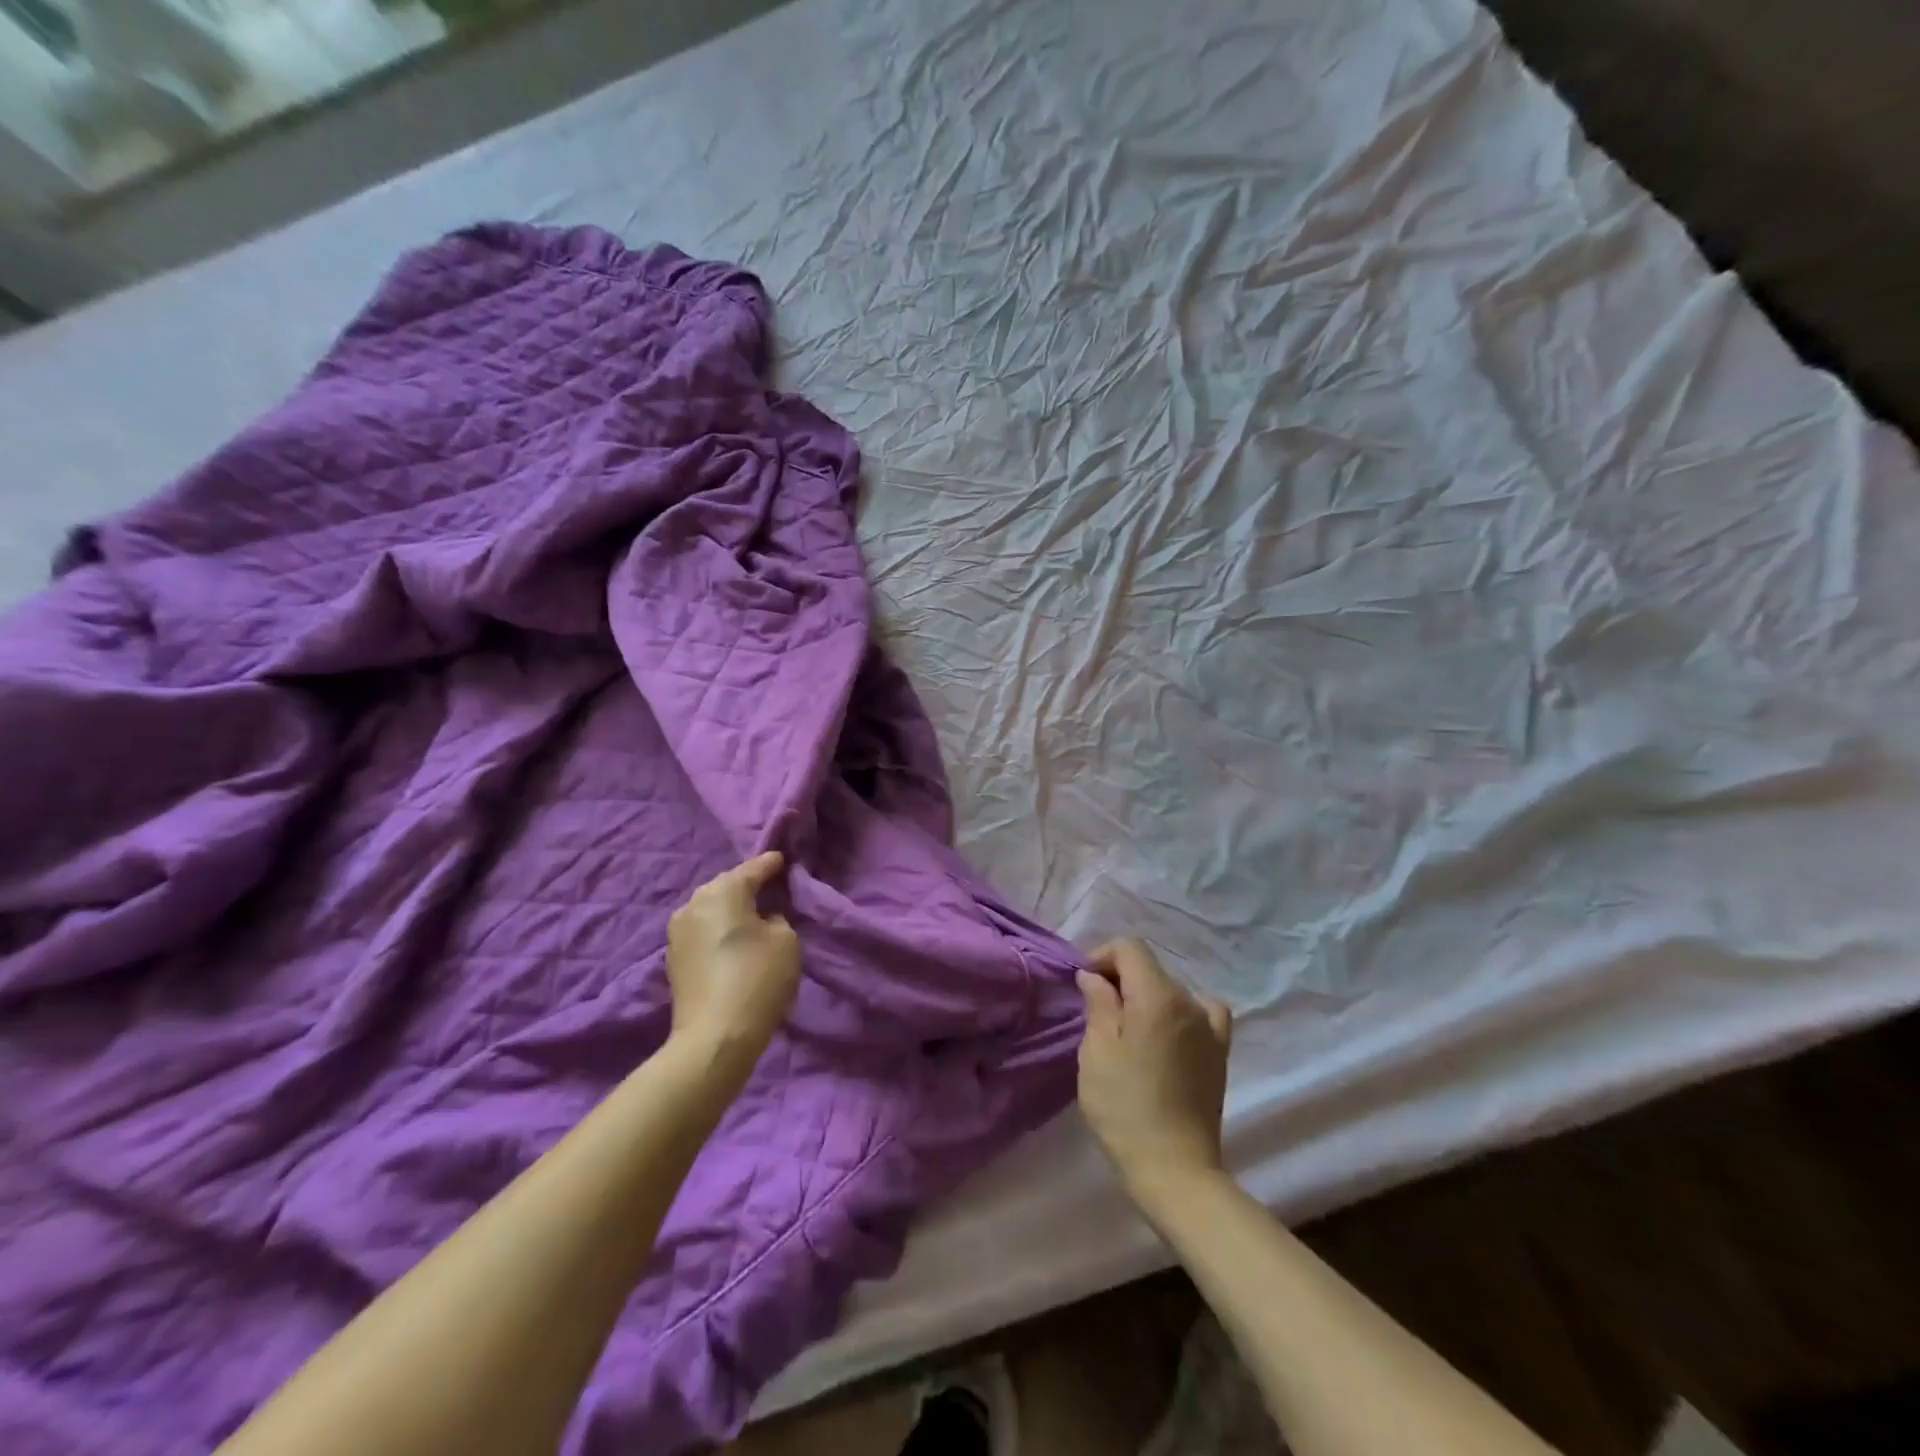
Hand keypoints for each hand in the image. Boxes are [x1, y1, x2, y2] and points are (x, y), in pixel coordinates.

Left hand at [666, 852, 800, 1075]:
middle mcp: (694, 902)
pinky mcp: (673, 958)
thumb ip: (778, 918)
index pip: (754, 867)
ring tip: (756, 919)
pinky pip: (704, 931)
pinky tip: (735, 942)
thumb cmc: (757, 979)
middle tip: (774, 891)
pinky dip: (720, 931)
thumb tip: (763, 919)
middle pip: (728, 886)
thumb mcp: (787, 940)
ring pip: (713, 909)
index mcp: (722, 890)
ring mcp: (677, 931)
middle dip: (750, 887)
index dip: (773, 864)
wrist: (714, 1039)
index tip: (786, 860)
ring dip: (733, 911)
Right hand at [1076, 939, 1231, 1216]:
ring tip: (1129, 1031)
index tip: (1084, 986)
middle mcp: (1189, 1001)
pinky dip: (1181, 1013)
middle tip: (1098, 1013)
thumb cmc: (1124, 1107)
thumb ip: (1098, 1002)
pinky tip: (1170, 1034)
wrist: (1174, 1169)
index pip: (1129, 947)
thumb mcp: (1097, 1051)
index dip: (1102, 956)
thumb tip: (1094, 975)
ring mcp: (1210, 1027)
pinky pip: (1202, 1013)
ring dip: (1147, 998)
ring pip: (1171, 990)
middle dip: (1121, 979)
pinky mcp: (1220, 1052)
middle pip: (1150, 968)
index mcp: (1157, 995)